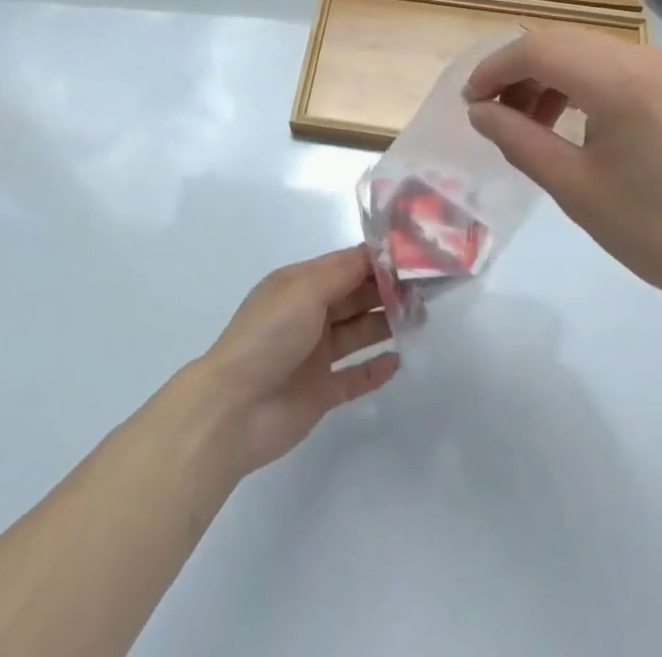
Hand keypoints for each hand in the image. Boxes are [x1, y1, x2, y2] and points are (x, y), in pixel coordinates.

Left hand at [198, 247, 399, 475]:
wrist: (234, 408)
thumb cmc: (269, 335)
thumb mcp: (306, 289)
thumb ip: (345, 271)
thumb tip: (379, 252)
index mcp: (301, 285)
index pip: (347, 265)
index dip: (378, 261)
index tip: (415, 258)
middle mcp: (309, 315)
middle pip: (356, 297)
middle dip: (387, 291)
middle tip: (427, 290)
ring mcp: (315, 355)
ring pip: (358, 333)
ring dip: (386, 325)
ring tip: (420, 321)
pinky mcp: (320, 392)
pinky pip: (354, 376)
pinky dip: (375, 369)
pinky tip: (398, 362)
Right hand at [464, 29, 661, 313]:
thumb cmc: (659, 232)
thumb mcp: (577, 190)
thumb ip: (520, 140)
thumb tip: (480, 112)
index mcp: (621, 82)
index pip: (538, 50)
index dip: (495, 69)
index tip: (470, 101)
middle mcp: (647, 58)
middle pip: (563, 44)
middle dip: (519, 72)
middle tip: (492, 112)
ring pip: (590, 52)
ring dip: (551, 77)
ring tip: (529, 120)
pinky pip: (618, 67)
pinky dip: (584, 84)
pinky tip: (573, 119)